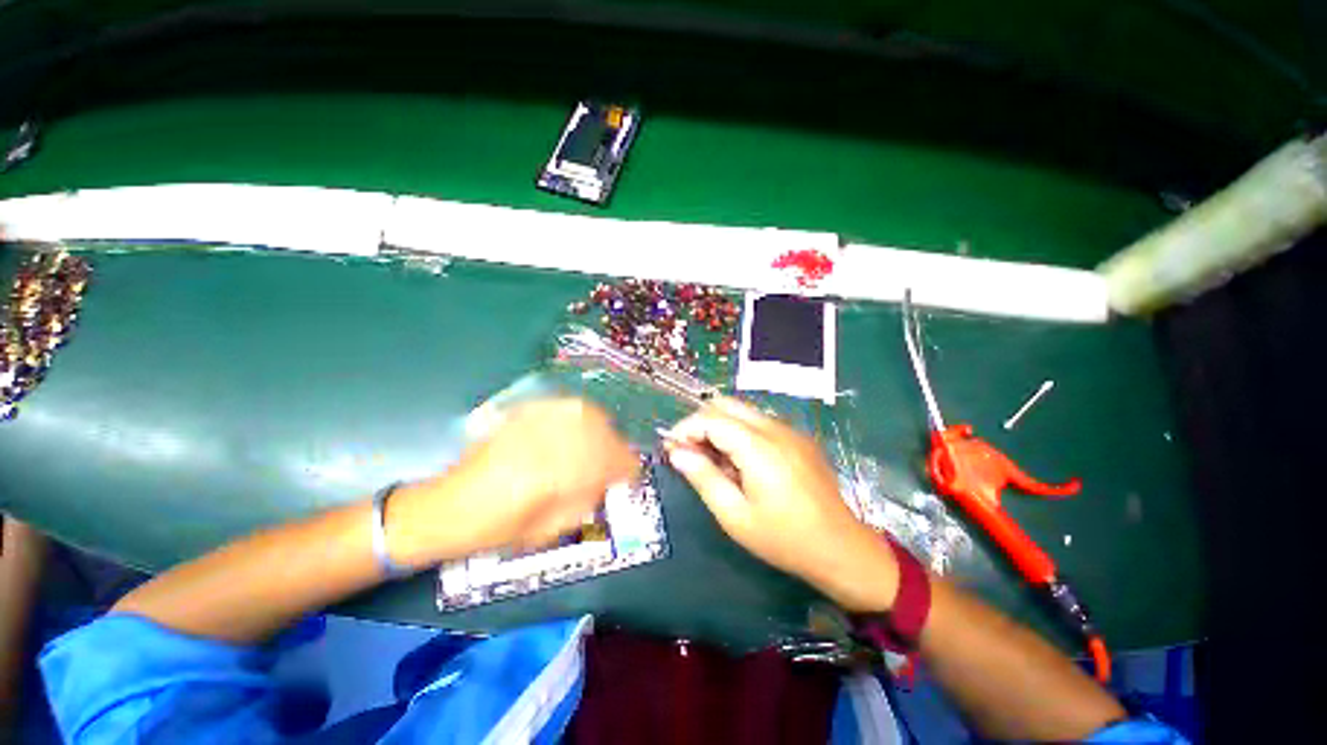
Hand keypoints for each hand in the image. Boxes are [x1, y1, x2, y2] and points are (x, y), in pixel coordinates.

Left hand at [386, 398, 637, 566]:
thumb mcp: (554, 527)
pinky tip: (567, 430)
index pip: (621, 460)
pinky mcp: (525, 411)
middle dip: (612, 448)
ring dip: (596, 430)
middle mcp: (559, 438)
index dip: (627, 470)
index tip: (625, 478)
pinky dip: (574, 418)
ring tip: (588, 446)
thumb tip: (607, 481)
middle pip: (607, 430)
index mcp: (570, 470)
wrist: (449, 507)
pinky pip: (563, 407)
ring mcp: (541, 420)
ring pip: (588, 413)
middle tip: (605, 464)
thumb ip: (588, 499)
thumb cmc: (501, 528)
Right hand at [665, 397, 898, 611]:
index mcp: (758, 447)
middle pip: (726, 404)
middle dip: (701, 421)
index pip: (711, 418)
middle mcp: (775, 428)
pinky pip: (759, 422)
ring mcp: (790, 430)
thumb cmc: (783, 539)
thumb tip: (676, 452)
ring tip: (714, 460)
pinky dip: (739, 432)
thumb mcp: (734, 515)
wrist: (842, 549)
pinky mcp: (798, 437)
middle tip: (690, 451)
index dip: (685, 428)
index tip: (670, 447)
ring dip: (720, 426)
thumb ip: (702, 477)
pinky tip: (740, 462)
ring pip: (742, 410)